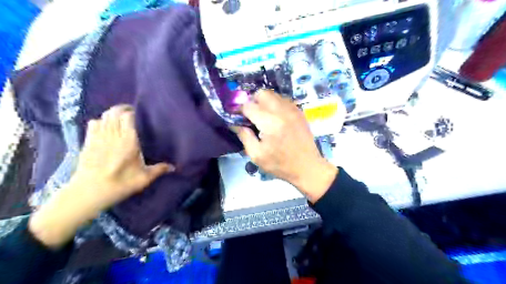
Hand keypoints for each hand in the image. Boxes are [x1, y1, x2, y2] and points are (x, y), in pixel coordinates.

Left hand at [70, 105, 174, 209]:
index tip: (142, 115)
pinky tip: (106, 126)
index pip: (128, 117)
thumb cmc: (119, 184)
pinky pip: (93, 123)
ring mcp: (98, 137)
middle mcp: (113, 136)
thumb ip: (159, 170)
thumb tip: (174, 167)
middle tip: (133, 113)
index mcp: (128, 142)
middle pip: (115, 112)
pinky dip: (101, 120)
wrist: (88, 193)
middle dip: (124, 109)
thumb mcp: (143, 179)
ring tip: (121, 118)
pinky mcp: (88, 142)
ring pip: (104, 116)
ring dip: (113, 113)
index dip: (134, 112)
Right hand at [235, 90, 336, 202]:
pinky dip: (275, 105)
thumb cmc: (280, 165)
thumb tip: (235, 123)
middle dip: (252, 102)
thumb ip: (244, 136)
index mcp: (270, 123)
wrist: (308, 167)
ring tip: (263, 117)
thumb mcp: (257, 155)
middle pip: (262, 93)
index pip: (248, 106)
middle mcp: (282, 111)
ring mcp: (293, 109)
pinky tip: (275, 118)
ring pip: (273, 95)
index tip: (237, 117)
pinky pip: (283, 100)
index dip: (239, 110)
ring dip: (264, 102)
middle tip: (251, 116)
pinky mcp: (299, 112)